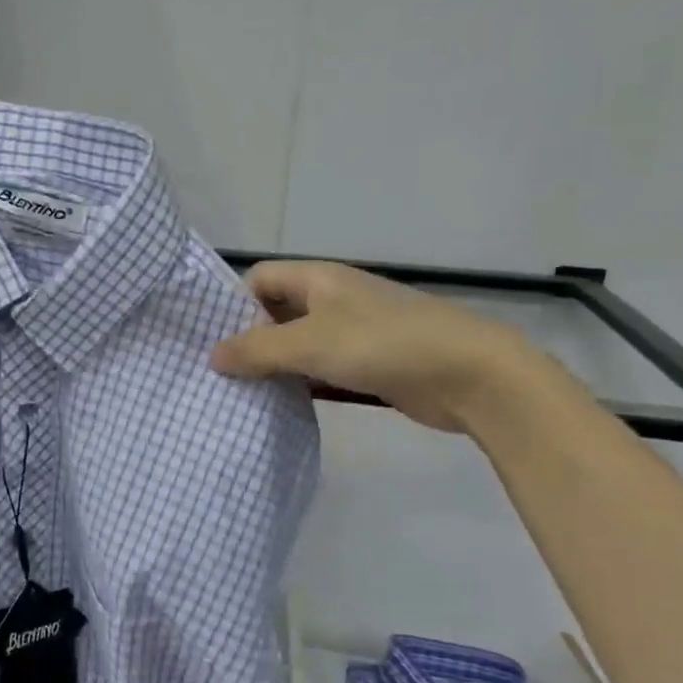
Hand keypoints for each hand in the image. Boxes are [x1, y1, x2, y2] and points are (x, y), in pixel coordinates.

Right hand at [211, 260, 548, 434]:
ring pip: (298, 343)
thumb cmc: (382, 344)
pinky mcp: (368, 363)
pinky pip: (321, 367)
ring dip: (274, 365)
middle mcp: (332, 298)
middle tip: (221, 374)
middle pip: (276, 311)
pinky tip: (282, 405)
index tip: (217, 343)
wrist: (469, 374)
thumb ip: (257, 350)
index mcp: (318, 278)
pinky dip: (301, 382)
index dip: (234, 306)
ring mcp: (352, 331)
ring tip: (241, 393)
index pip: (259, 279)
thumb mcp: (310, 343)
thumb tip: (212, 356)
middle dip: (249, 339)